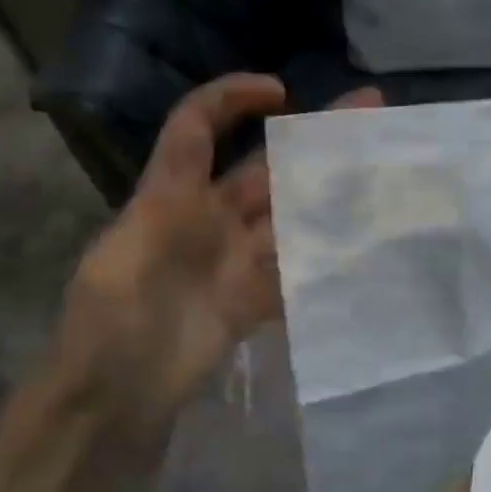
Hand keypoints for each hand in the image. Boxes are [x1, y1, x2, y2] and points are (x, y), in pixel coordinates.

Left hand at [54, 74, 380, 425]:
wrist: (114, 400)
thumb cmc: (109, 323)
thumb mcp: (122, 258)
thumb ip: (171, 222)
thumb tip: (219, 202)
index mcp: (170, 197)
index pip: (196, 128)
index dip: (231, 98)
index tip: (281, 91)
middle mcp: (209, 219)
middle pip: (265, 166)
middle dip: (313, 136)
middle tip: (371, 108)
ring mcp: (235, 260)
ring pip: (291, 213)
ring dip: (332, 190)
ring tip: (381, 167)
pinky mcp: (253, 299)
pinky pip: (296, 269)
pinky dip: (328, 254)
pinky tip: (368, 239)